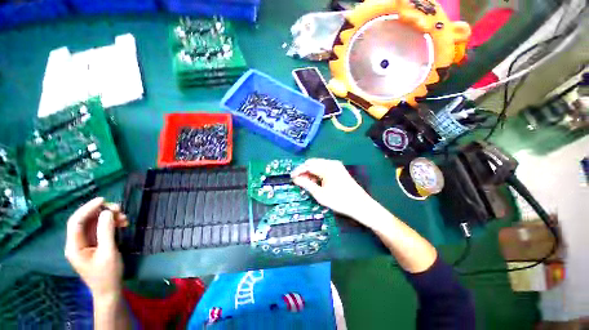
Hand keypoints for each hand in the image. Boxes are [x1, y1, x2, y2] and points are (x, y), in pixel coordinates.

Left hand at [64, 197, 127, 300]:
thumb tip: (107, 212)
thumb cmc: (107, 274)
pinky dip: (111, 224)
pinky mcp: (95, 245)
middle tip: (120, 210)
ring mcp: (86, 244)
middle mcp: (77, 242)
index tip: (103, 200)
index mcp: (74, 246)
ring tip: (124, 218)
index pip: (76, 222)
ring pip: (94, 224)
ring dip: (109, 218)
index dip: (88, 208)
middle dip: (101, 212)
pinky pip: (101, 229)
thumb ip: (106, 232)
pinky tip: (122, 224)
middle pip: (86, 221)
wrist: (109, 290)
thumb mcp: (108, 252)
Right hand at [291, 158, 377, 224]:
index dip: (298, 171)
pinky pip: (324, 167)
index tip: (291, 177)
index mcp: (327, 168)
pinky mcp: (339, 169)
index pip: (308, 165)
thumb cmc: (339, 201)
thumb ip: (307, 184)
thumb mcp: (320, 194)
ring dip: (310, 171)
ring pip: (318, 164)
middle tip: (298, 180)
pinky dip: (318, 172)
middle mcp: (331, 163)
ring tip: (306, 182)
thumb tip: (296, 179)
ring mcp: (336, 165)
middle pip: (313, 163)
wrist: (360, 205)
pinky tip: (316, 181)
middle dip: (304, 170)